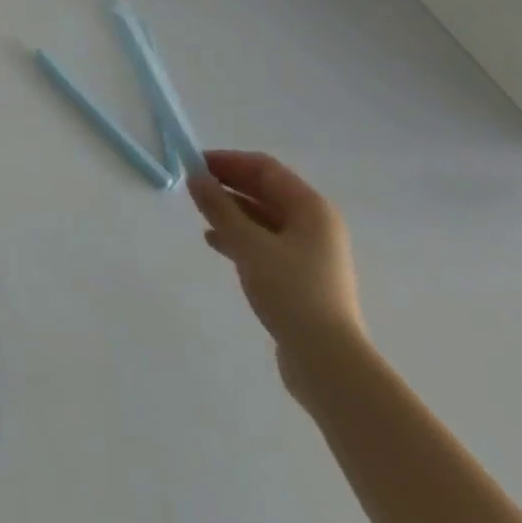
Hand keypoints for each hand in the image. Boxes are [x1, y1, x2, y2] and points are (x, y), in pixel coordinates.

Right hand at [189, 150, 364, 395]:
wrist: (327, 362)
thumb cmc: (291, 291)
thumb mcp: (248, 244)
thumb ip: (219, 207)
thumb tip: (196, 177)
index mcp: (311, 208)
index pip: (265, 168)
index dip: (229, 161)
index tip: (195, 164)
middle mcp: (315, 224)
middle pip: (266, 191)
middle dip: (229, 185)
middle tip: (194, 187)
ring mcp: (310, 252)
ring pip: (264, 218)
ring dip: (232, 211)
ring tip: (200, 213)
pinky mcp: (301, 277)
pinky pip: (266, 243)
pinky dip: (240, 237)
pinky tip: (215, 243)